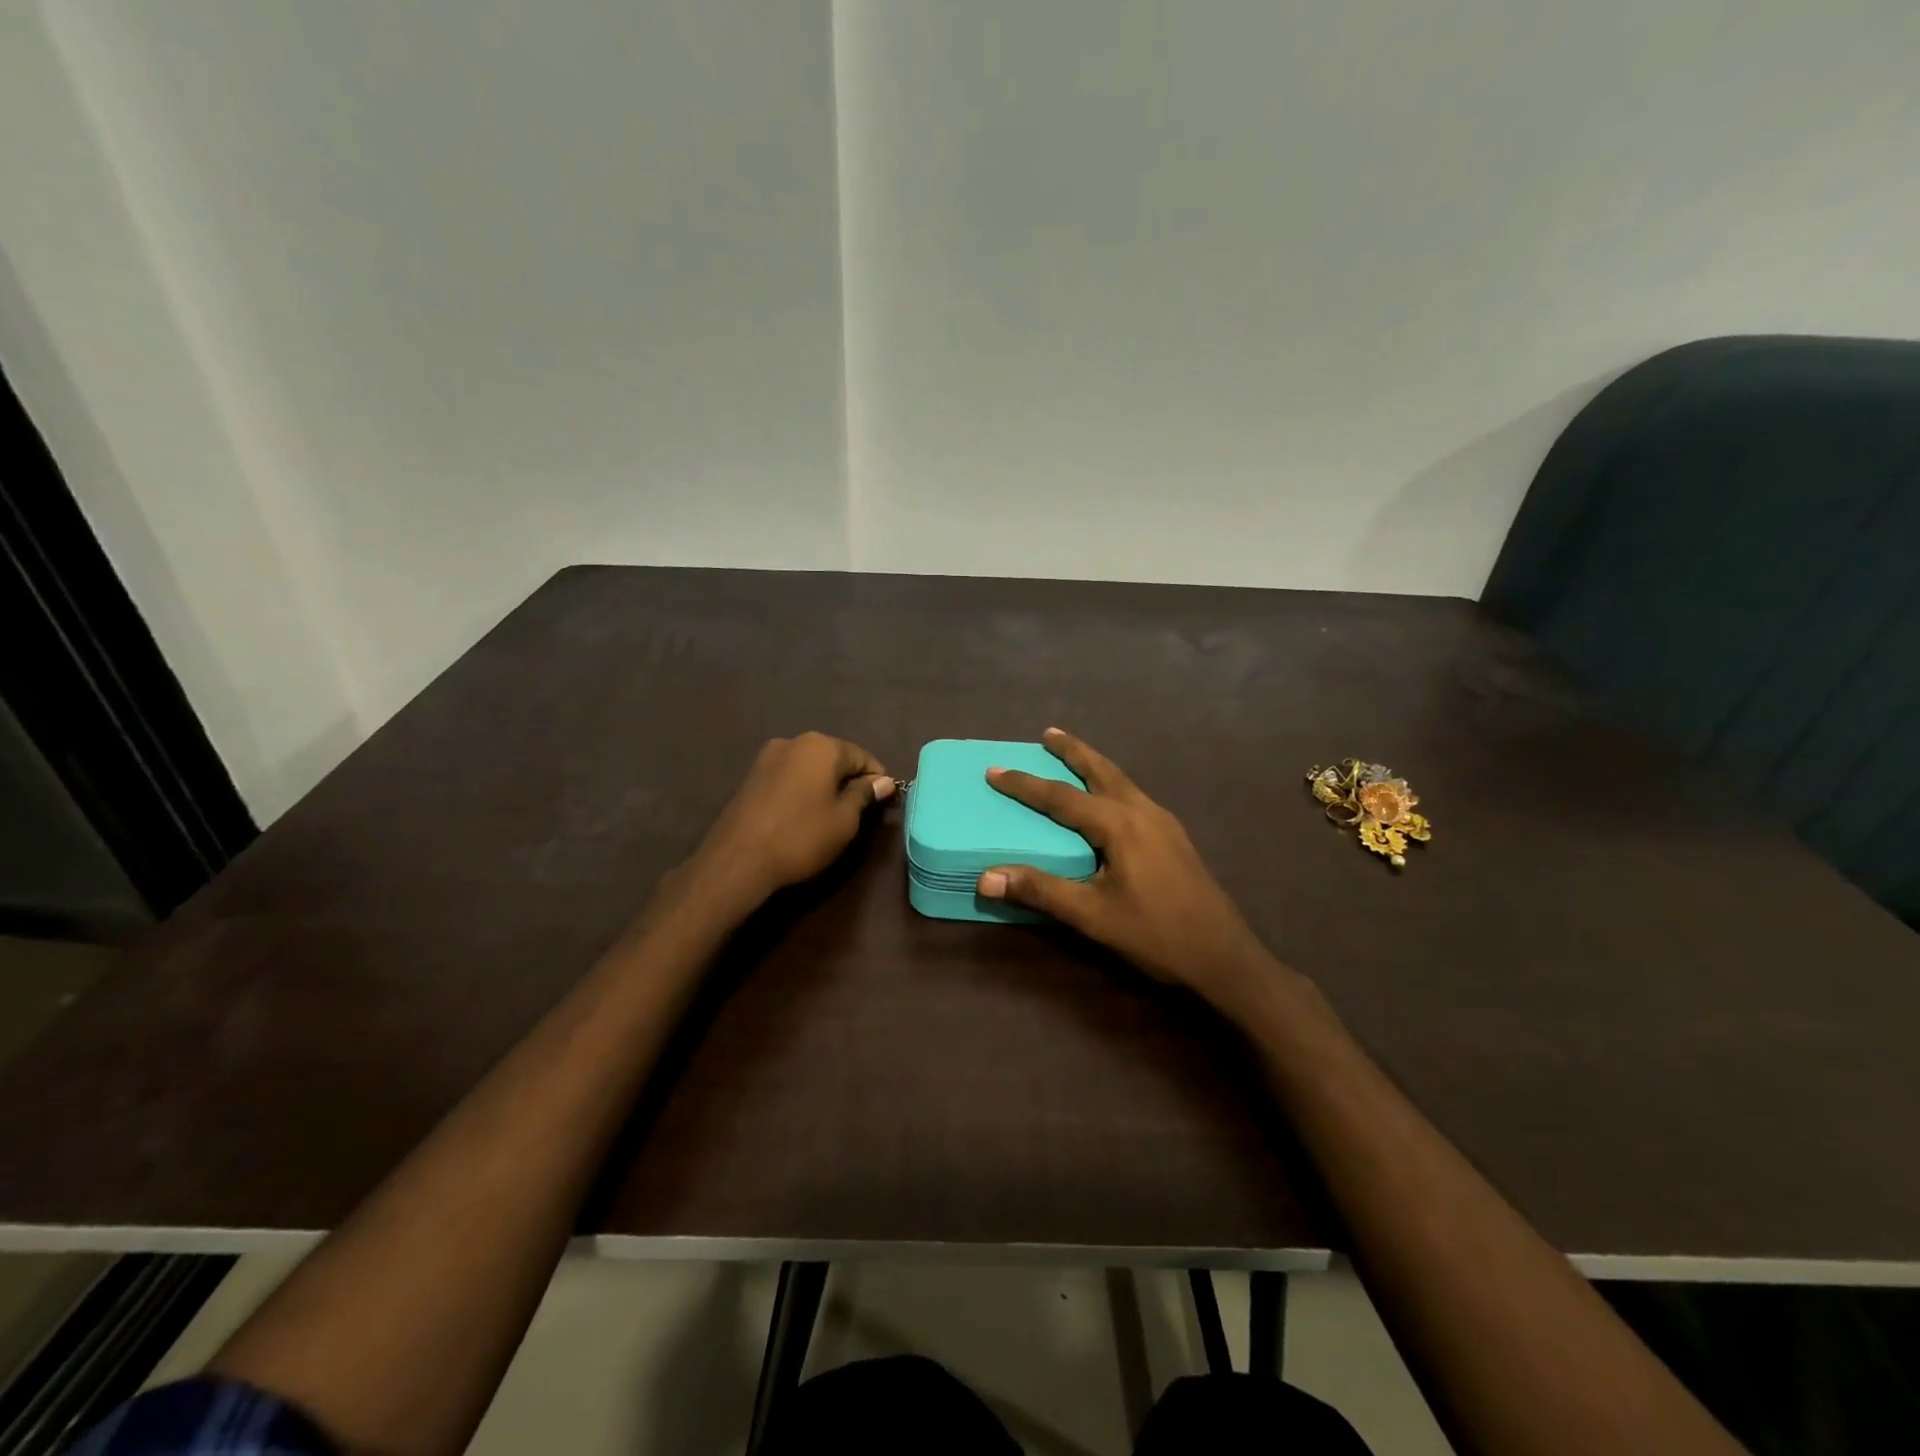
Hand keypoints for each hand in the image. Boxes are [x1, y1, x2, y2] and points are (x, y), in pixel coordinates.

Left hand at [683, 732, 892, 911]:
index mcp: (821, 746)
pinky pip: (789, 777)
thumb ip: (865, 794)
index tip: (884, 804)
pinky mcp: (751, 777)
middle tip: (859, 813)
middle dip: (849, 780)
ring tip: (831, 816)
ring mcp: (768, 757)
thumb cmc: (801, 837)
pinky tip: (804, 815)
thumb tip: (883, 781)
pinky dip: (802, 791)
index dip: (877, 780)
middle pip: (835, 758)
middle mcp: (794, 742)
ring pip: (810, 767)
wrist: (737, 860)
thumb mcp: (844, 820)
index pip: (862, 757)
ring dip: (825, 786)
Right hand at [977, 728, 1278, 1015]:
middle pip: (1101, 771)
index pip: (1062, 797)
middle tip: (1048, 734)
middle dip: (1073, 751)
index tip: (994, 770)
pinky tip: (1108, 802)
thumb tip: (986, 877)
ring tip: (1074, 758)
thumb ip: (1040, 891)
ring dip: (1094, 766)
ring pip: (1121, 781)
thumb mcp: (1092, 916)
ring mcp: (1164, 823)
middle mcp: (1143, 812)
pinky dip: (1111, 786)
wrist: (1224, 958)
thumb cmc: (1155, 935)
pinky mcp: (1174, 838)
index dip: (1025, 784)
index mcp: (1120, 824)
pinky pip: (1134, 797)